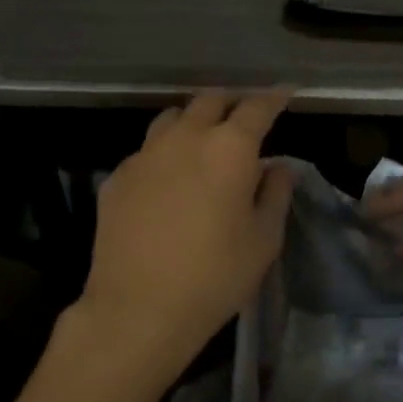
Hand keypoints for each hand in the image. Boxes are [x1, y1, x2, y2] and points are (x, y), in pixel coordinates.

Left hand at [73, 91, 294, 392]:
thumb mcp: (263, 240)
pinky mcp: (117, 177)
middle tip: (244, 118)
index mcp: (229, 148)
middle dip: (231, 103)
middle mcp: (185, 138)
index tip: (285, 92)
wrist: (137, 309)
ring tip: (203, 141)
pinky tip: (167, 181)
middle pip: (209, 100)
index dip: (274, 97)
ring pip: (172, 118)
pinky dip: (164, 154)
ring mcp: (145, 154)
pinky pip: (146, 151)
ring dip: (193, 121)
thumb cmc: (215, 276)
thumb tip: (279, 167)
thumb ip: (274, 194)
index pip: (257, 107)